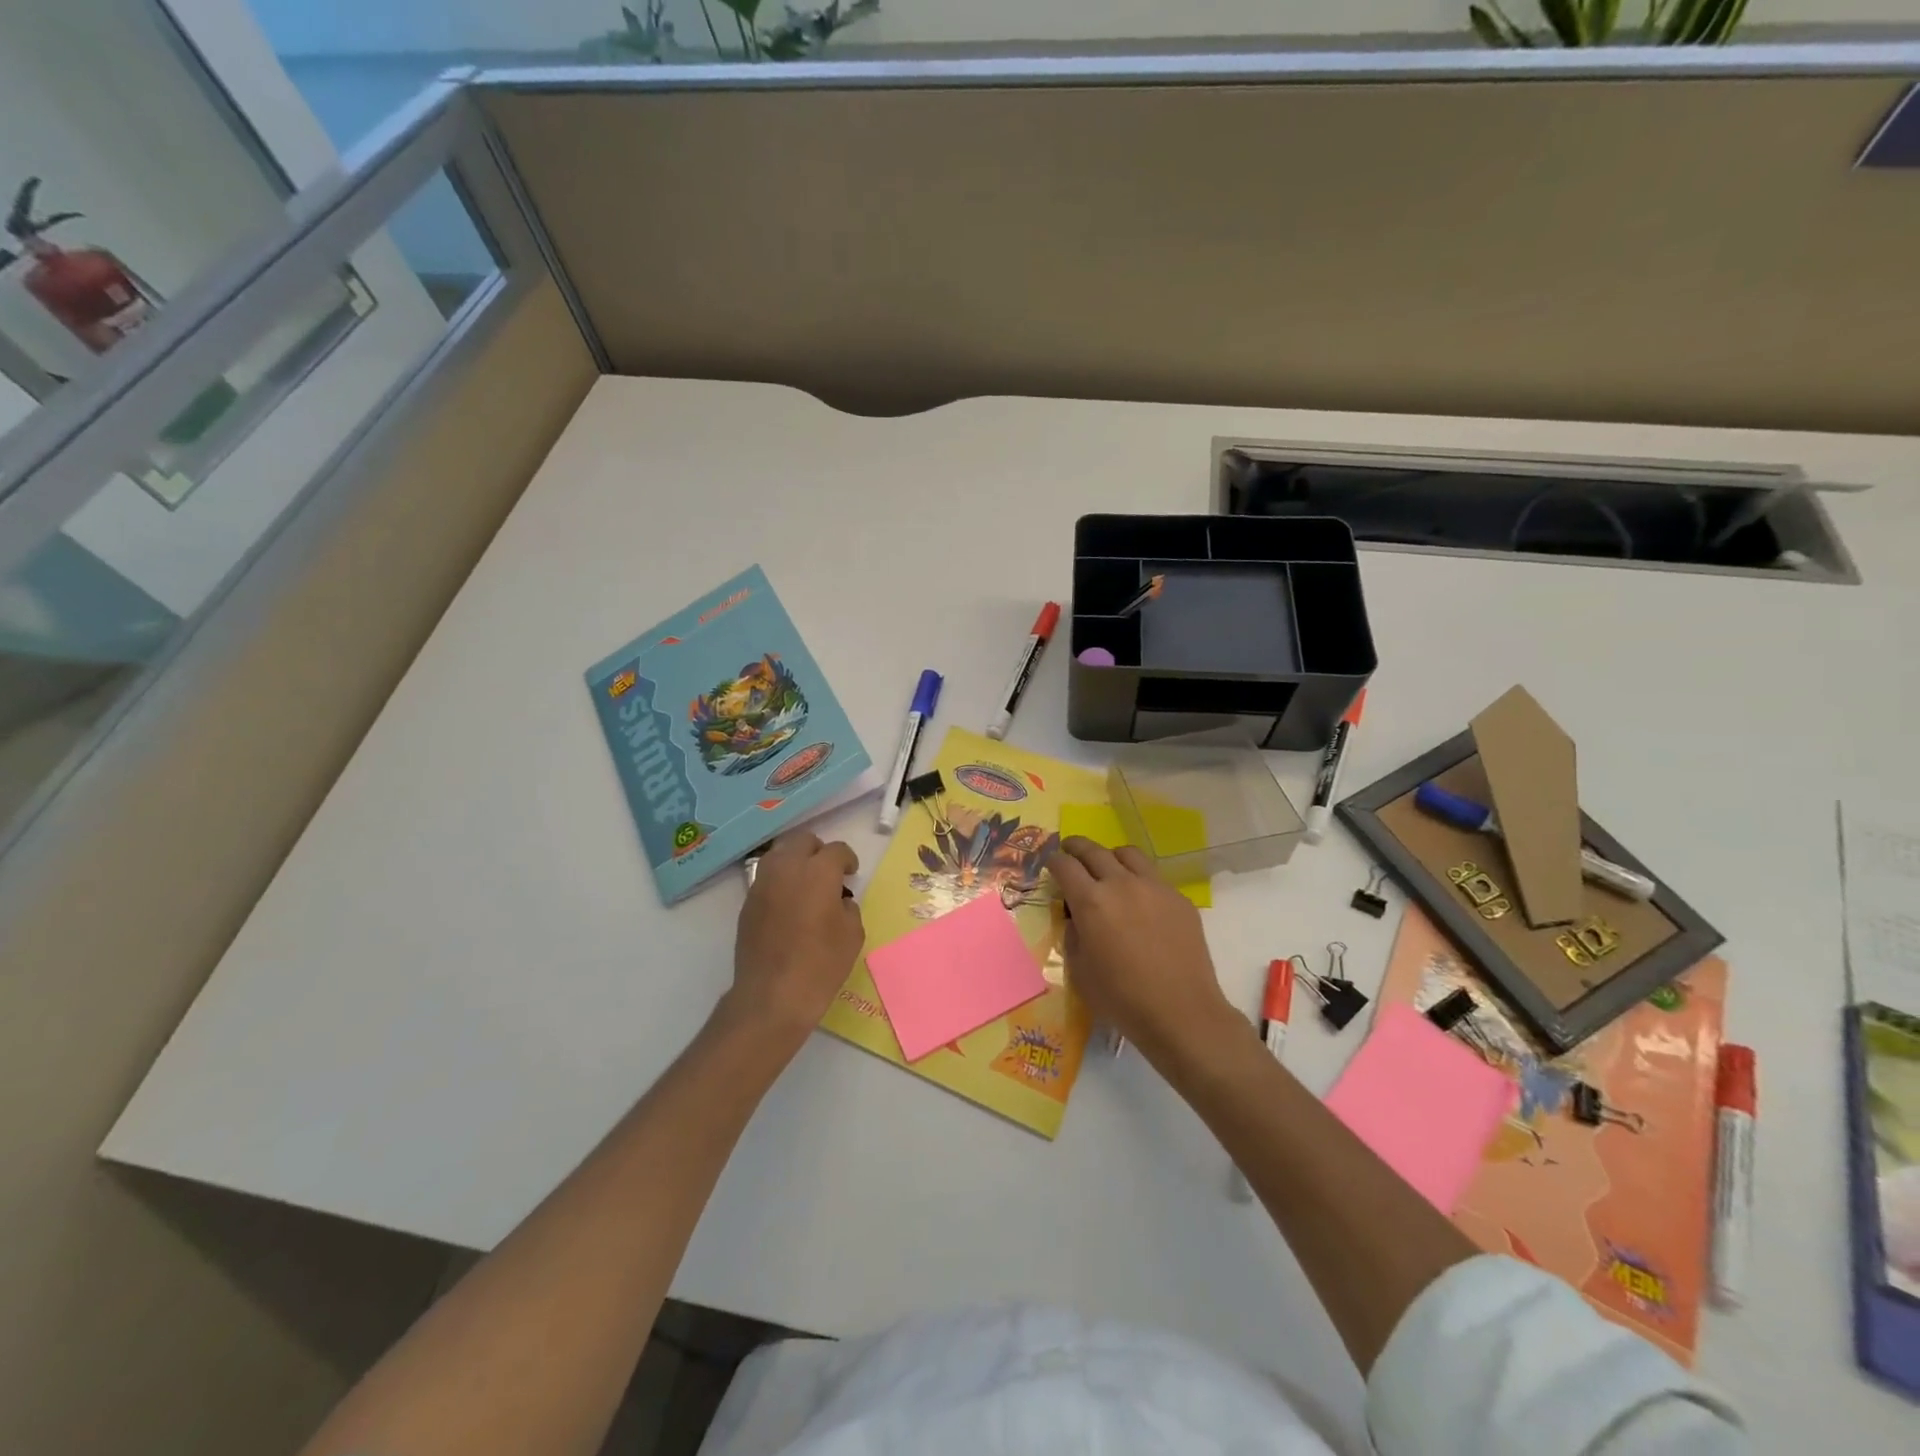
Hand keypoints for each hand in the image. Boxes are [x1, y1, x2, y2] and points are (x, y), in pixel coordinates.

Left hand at [728, 832, 863, 1049]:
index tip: (851, 874)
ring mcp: (762, 884)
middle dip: (819, 851)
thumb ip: (848, 907)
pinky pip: (767, 878)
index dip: (847, 860)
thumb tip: (837, 900)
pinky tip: (789, 904)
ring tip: (807, 884)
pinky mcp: (748, 902)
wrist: (772, 995)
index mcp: (818, 871)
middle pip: (803, 841)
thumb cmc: (820, 964)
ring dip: (796, 861)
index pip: (836, 850)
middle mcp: (787, 868)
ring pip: (780, 854)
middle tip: (829, 873)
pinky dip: (780, 881)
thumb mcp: (852, 935)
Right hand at [1048, 837, 1237, 1065]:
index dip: (1053, 861)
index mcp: (1091, 901)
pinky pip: (1154, 877)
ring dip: (1111, 856)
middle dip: (1076, 848)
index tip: (1050, 863)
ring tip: (1108, 868)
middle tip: (1070, 851)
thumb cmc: (1121, 998)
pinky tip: (1140, 901)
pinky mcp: (1179, 899)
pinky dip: (1139, 880)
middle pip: (1093, 850)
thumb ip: (1074, 935)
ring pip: (1128, 855)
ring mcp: (1154, 887)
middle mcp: (1121, 884)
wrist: (1181, 1012)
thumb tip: (1077, 918)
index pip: (1065, 866)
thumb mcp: (1080, 971)